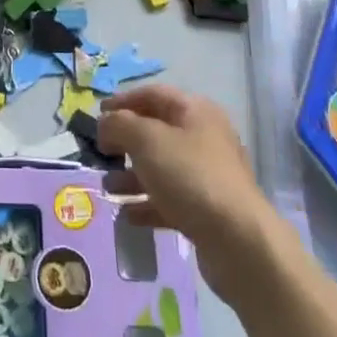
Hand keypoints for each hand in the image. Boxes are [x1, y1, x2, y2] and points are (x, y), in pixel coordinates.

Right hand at [98, 85, 284, 305]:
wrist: (238, 241)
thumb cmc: (189, 176)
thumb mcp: (145, 139)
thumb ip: (119, 125)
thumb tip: (106, 124)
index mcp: (195, 112)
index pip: (153, 95)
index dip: (123, 101)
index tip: (97, 116)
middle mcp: (204, 138)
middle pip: (157, 132)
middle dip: (125, 141)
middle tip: (101, 153)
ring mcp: (207, 176)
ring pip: (161, 168)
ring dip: (131, 176)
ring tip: (108, 188)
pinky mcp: (207, 211)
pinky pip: (170, 200)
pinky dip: (147, 204)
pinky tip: (127, 215)